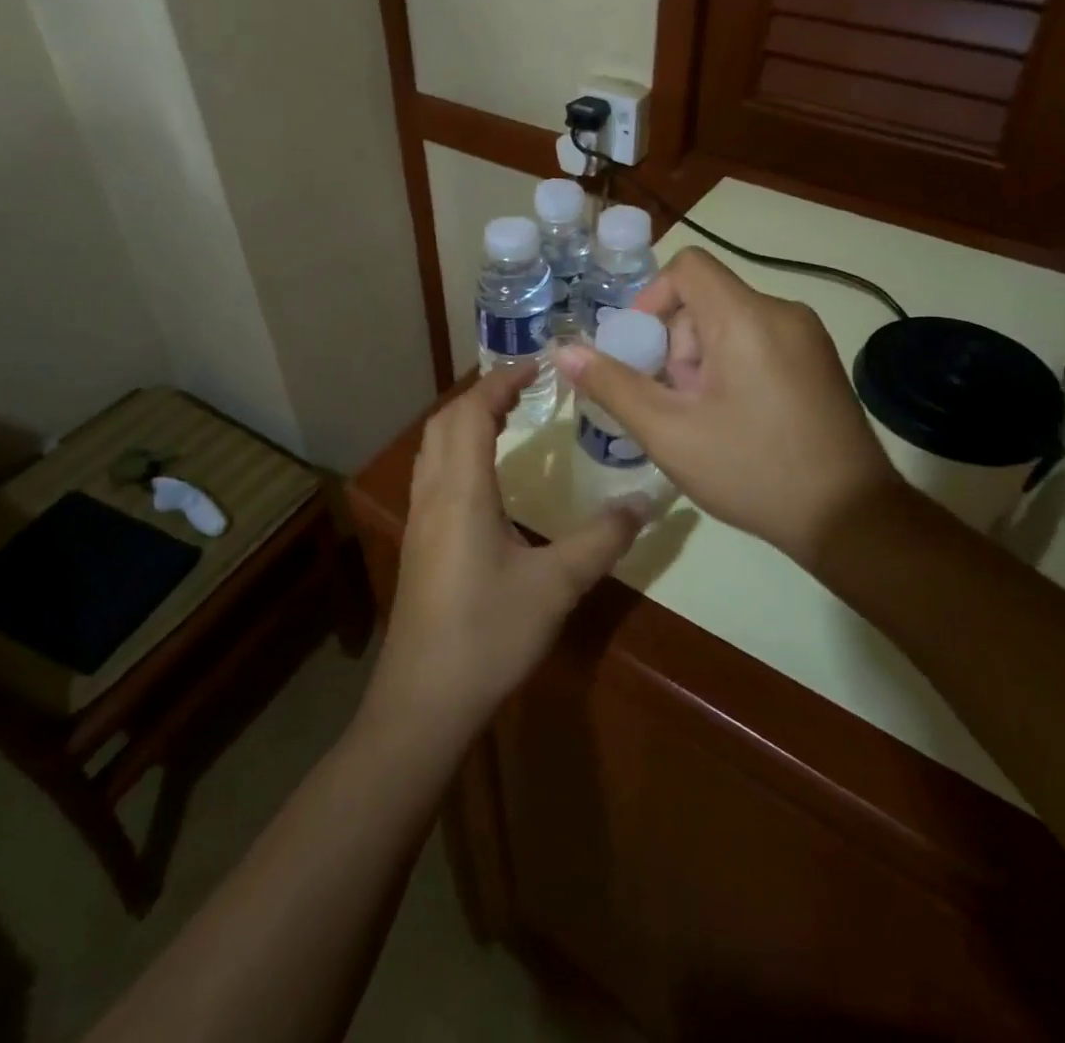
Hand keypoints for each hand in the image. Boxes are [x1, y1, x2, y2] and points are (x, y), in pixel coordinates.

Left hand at [372, 365, 645, 733]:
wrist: (425, 699)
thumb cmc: (489, 634)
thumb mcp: (557, 585)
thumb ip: (602, 539)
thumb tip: (646, 502)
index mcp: (462, 491)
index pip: (473, 413)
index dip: (501, 381)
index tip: (537, 364)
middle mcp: (433, 494)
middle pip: (446, 421)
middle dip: (483, 393)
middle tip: (526, 386)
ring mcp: (420, 518)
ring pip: (433, 446)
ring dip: (465, 420)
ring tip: (506, 417)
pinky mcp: (419, 542)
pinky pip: (433, 472)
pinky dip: (457, 449)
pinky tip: (485, 475)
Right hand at [554, 247, 897, 566]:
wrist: (850, 518)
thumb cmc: (752, 470)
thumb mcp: (670, 433)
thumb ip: (613, 386)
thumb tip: (564, 351)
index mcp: (747, 317)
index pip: (687, 267)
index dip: (651, 300)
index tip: (640, 352)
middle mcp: (783, 312)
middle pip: (706, 301)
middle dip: (675, 345)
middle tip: (672, 403)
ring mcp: (807, 337)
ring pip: (730, 324)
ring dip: (701, 362)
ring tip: (702, 419)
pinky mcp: (818, 361)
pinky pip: (758, 342)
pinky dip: (731, 368)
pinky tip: (733, 421)